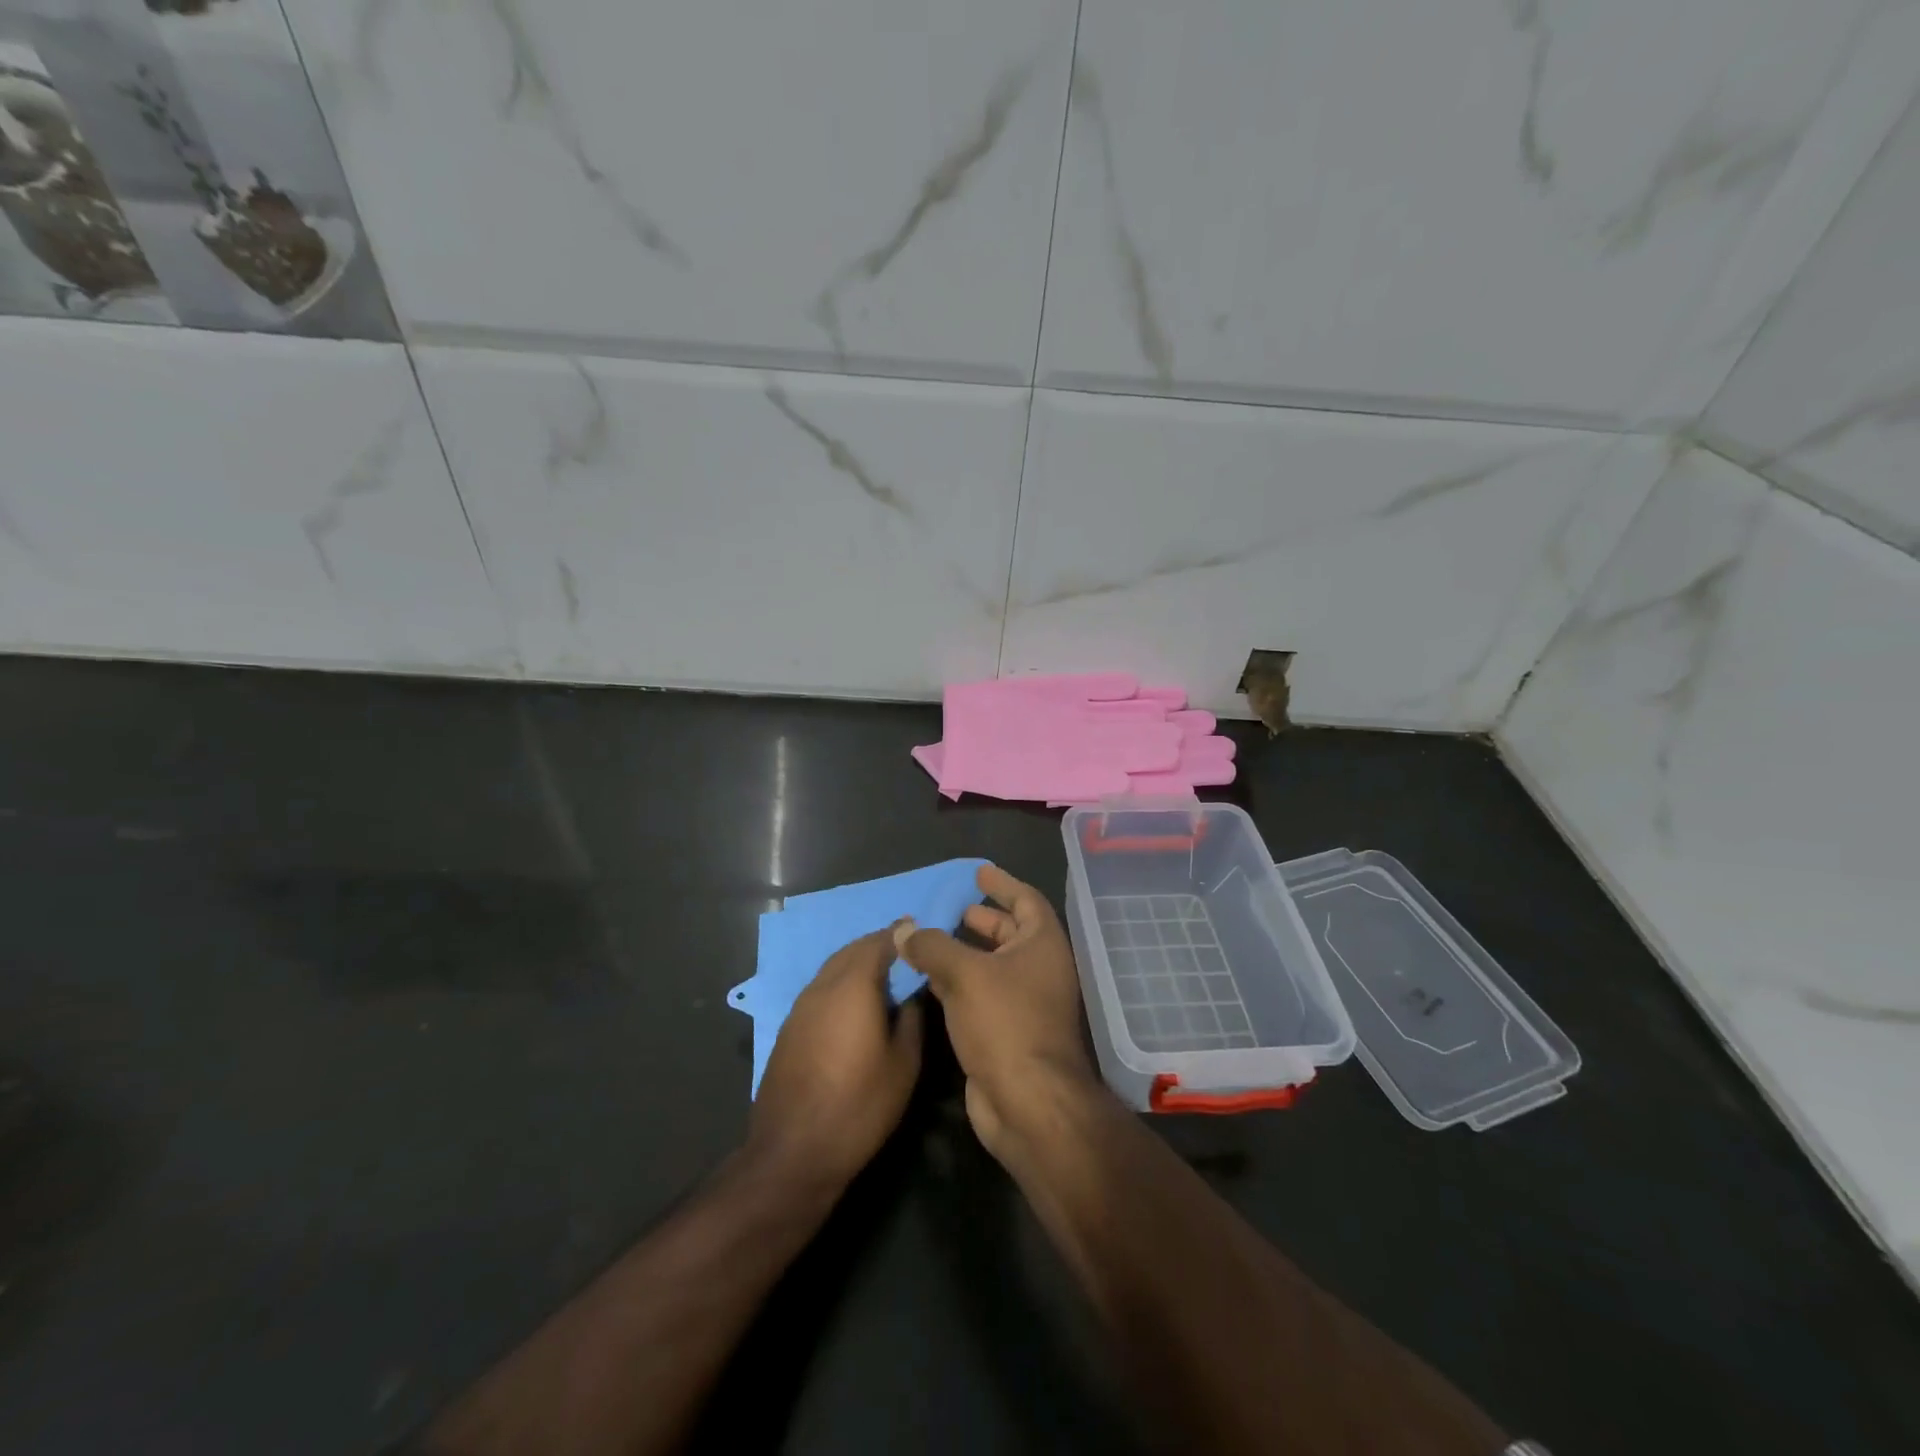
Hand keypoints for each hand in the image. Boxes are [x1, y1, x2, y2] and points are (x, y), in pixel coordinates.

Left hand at [748, 926, 923, 1190]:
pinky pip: (821, 989)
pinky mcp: (789, 1029)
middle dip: (878, 945)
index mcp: (852, 986)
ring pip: (833, 969)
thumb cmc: (858, 1106)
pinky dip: (841, 983)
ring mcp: (800, 1007)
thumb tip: (913, 995)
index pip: (879, 942)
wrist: (793, 1152)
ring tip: (884, 975)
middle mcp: (822, 987)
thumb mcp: (904, 1065)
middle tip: (904, 951)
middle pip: (852, 950)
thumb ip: (912, 1019)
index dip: (900, 934)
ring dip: (857, 963)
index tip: (919, 931)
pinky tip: (855, 1005)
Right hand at [895, 865, 1100, 1158]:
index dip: (1002, 883)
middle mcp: (1038, 969)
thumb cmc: (1005, 1023)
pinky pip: (980, 994)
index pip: (1026, 900)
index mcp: (1042, 945)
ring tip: (932, 939)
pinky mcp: (1005, 1032)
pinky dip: (959, 982)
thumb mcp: (965, 974)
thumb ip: (932, 946)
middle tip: (954, 907)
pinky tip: (930, 979)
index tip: (978, 872)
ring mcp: (1024, 1003)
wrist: (1027, 1103)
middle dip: (984, 919)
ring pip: (993, 966)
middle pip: (1011, 932)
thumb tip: (904, 930)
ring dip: (966, 952)